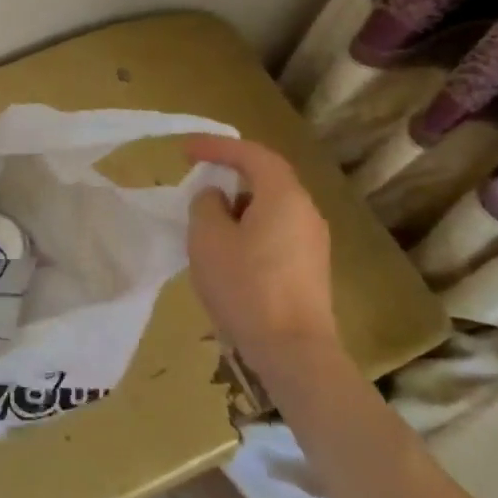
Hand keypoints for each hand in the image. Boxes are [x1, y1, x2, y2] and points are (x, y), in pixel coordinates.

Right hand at [183, 135, 336, 373]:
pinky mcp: (309, 268)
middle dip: (230, 172)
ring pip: (271, 206)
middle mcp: (306, 211)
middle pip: (267, 178)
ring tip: (206, 218)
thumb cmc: (245, 286)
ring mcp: (312, 242)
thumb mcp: (207, 238)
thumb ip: (206, 205)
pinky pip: (276, 230)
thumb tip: (217, 198)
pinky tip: (228, 249)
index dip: (216, 146)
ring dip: (238, 203)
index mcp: (284, 196)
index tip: (184, 149)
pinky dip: (250, 227)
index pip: (251, 154)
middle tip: (197, 176)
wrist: (293, 352)